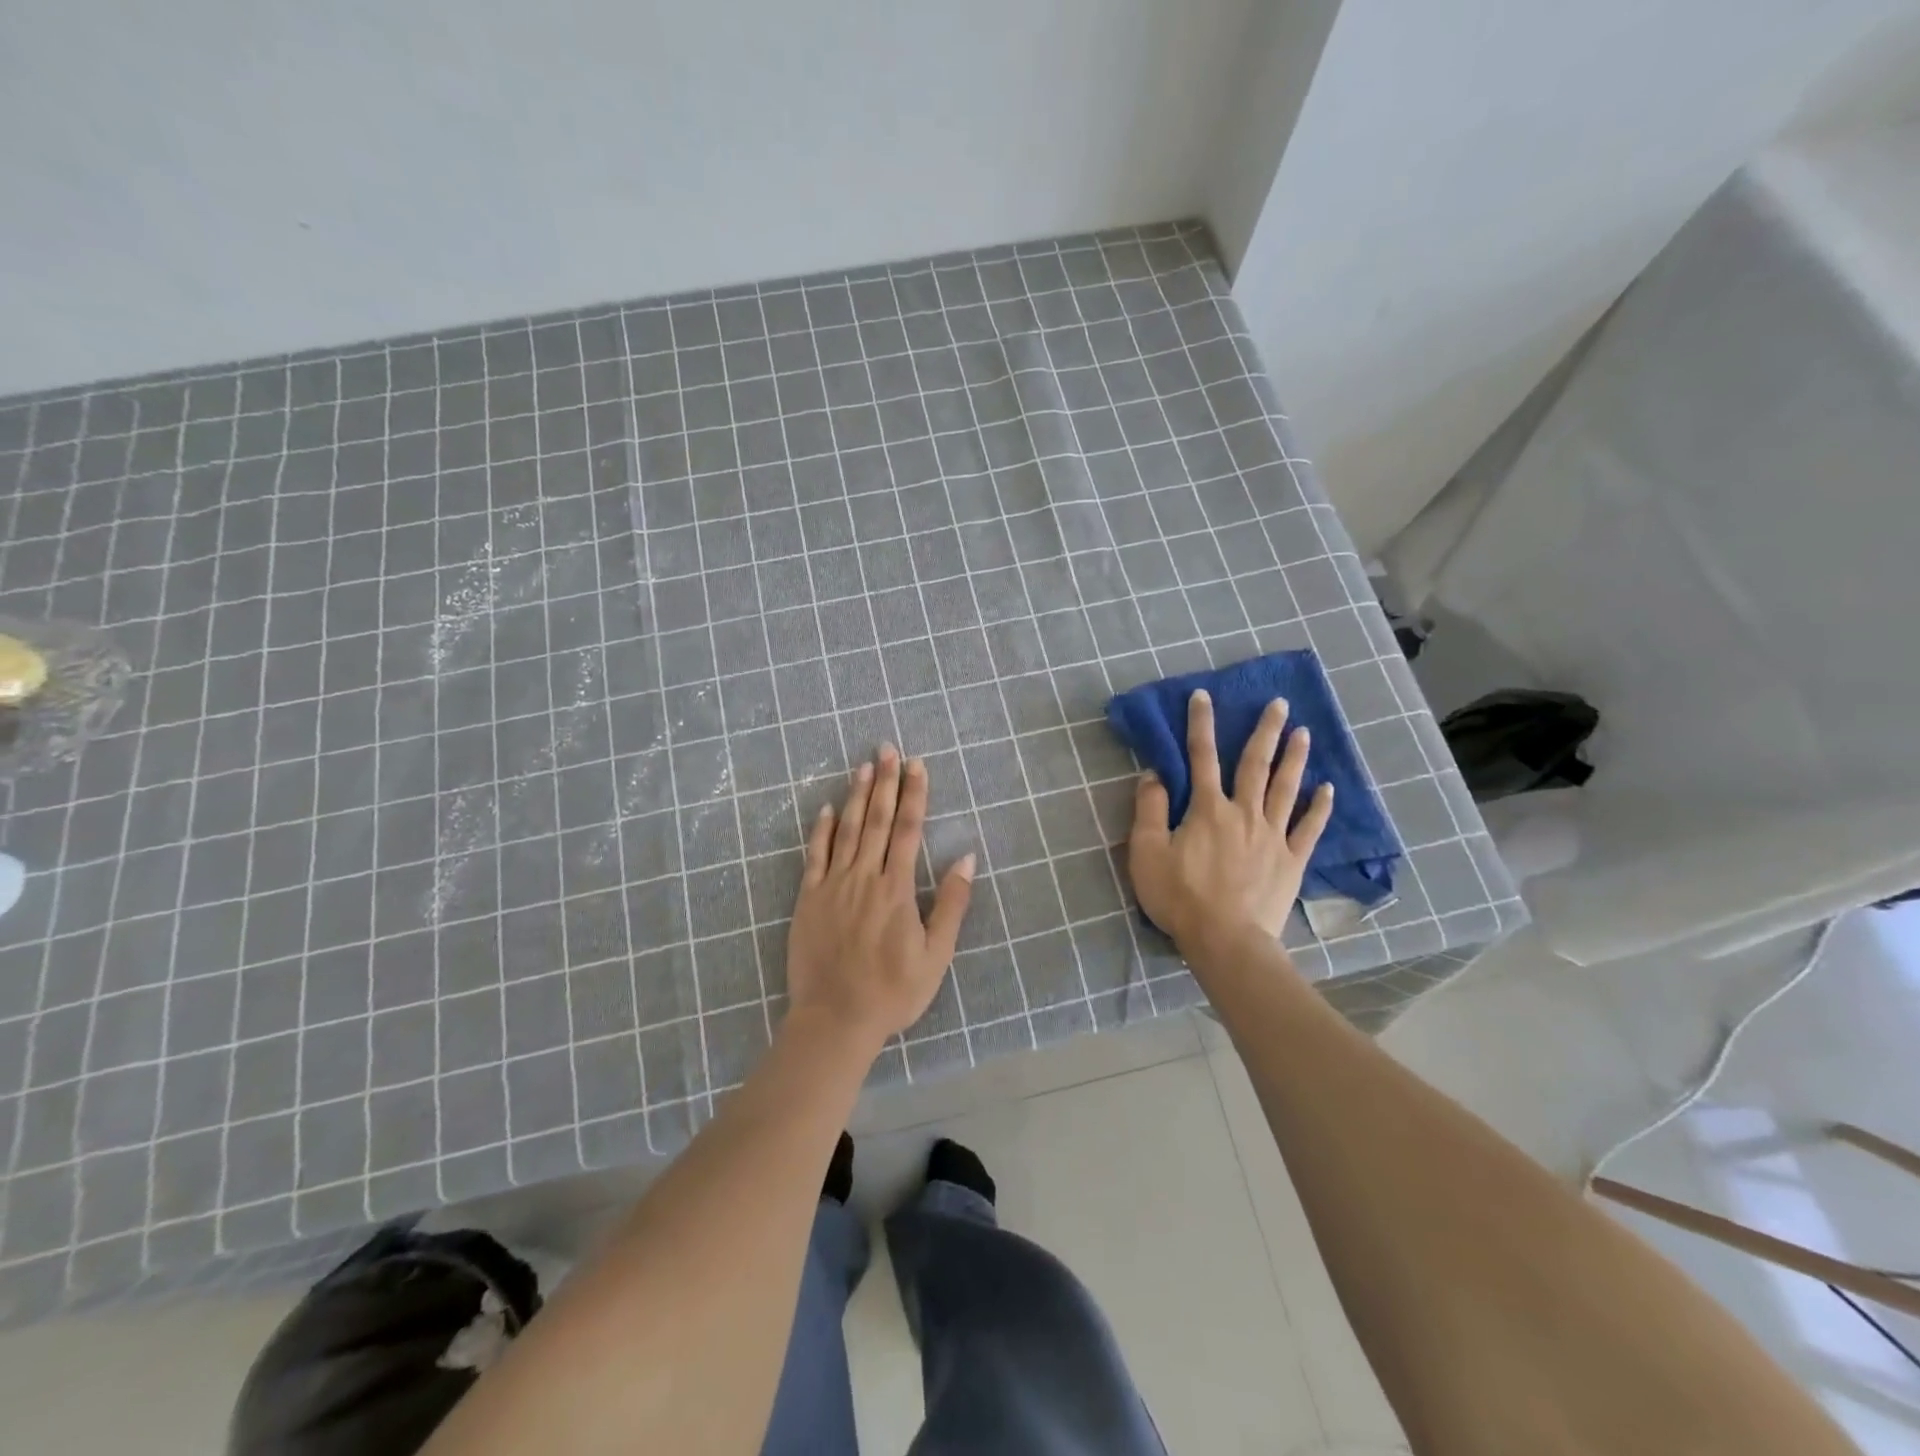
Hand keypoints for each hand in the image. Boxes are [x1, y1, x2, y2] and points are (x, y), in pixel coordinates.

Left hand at [785, 746, 974, 1053]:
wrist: (834, 1020)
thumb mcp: (936, 955)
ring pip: (846, 830)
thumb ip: (951, 904)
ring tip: (863, 766)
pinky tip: (827, 808)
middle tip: (888, 748)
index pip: (907, 830)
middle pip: (876, 820)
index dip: (913, 794)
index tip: (917, 765)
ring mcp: (833, 885)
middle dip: (885, 782)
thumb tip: (966, 858)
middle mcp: (864, 878)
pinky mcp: (809, 898)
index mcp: (896, 890)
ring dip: (856, 796)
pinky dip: (821, 829)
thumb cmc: (892, 992)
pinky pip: (815, 855)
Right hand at [1128, 690, 1332, 956]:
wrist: (1225, 940)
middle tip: (1279, 703)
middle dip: (1265, 731)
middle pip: (1255, 765)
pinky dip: (1319, 807)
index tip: (1205, 696)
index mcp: (1207, 809)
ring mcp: (1272, 836)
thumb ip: (1149, 811)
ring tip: (1304, 732)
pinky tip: (1327, 788)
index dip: (1201, 725)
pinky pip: (1309, 828)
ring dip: (1294, 758)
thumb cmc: (1180, 897)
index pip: (1201, 757)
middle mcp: (1244, 813)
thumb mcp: (1147, 853)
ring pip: (1285, 789)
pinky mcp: (1291, 861)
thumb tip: (1154, 775)